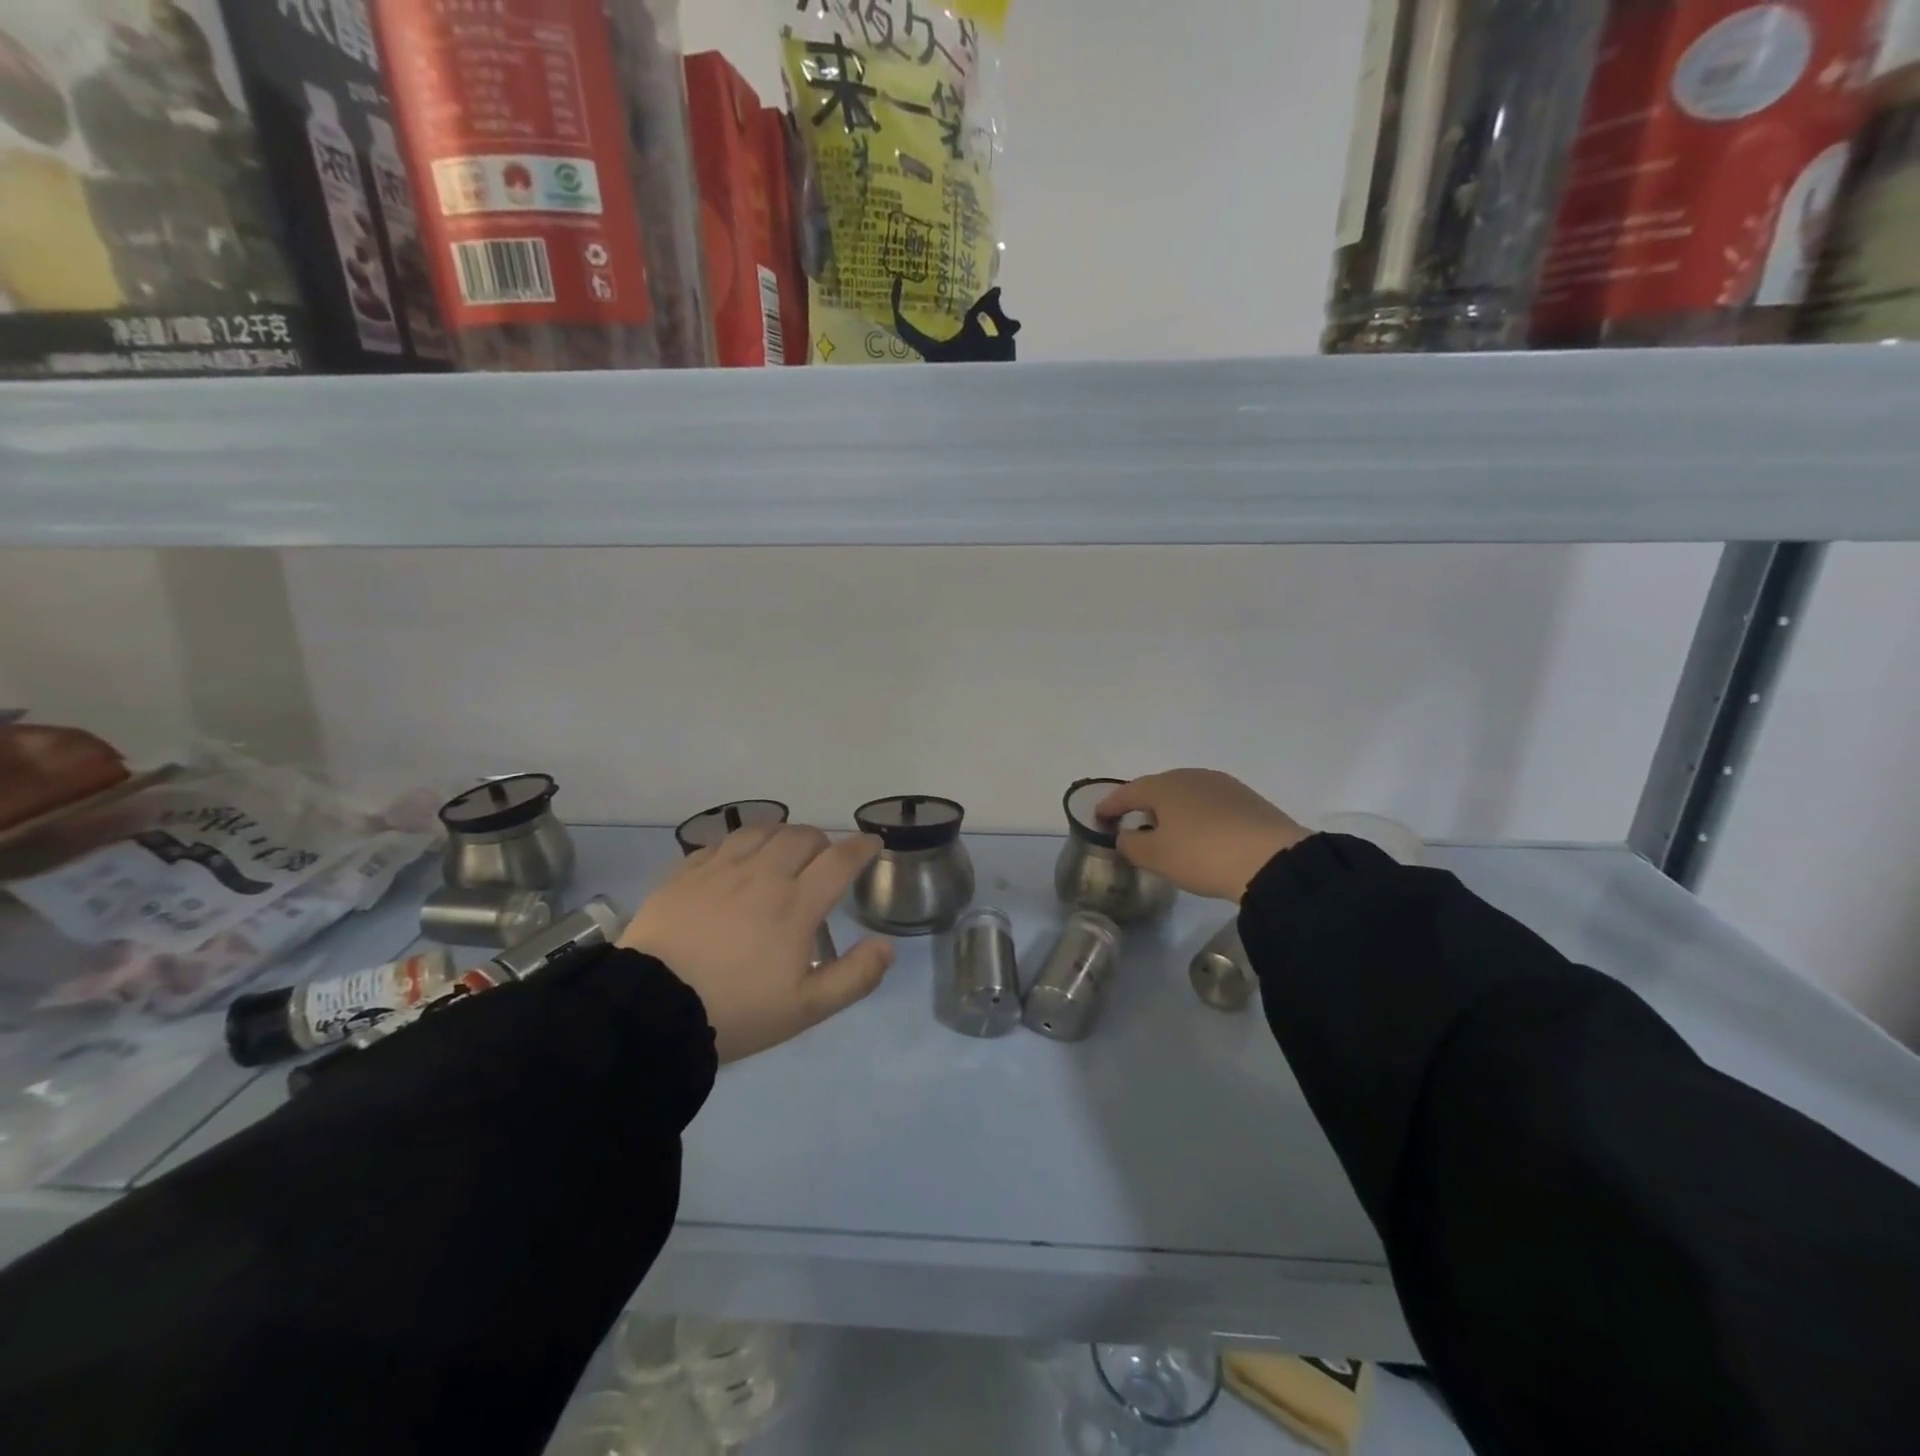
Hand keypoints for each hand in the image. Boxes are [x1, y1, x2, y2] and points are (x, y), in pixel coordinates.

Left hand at [619, 825, 892, 1061]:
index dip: (861, 847)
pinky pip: (722, 841)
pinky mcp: (686, 872)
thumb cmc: (736, 1010)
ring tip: (784, 851)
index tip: (871, 843)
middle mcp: (763, 875)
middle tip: (824, 859)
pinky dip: (742, 843)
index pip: (839, 860)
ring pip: (762, 830)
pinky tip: (738, 858)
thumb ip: (854, 977)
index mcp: (796, 904)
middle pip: (802, 836)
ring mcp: (721, 869)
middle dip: (822, 841)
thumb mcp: (805, 1008)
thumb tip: (887, 946)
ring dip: (782, 835)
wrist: (651, 1009)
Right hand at [1097, 770, 1308, 901]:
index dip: (1110, 805)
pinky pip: (1209, 803)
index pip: (1127, 792)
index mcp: (1163, 786)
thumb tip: (1125, 834)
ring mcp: (1222, 784)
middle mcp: (1191, 776)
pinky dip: (1197, 814)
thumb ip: (1131, 843)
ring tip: (1168, 830)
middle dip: (1142, 804)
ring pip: (1186, 793)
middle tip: (1133, 823)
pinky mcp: (1247, 798)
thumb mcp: (1156, 856)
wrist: (1272, 860)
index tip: (1098, 816)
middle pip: (1158, 788)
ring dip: (1172, 809)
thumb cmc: (1202, 854)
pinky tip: (1201, 833)